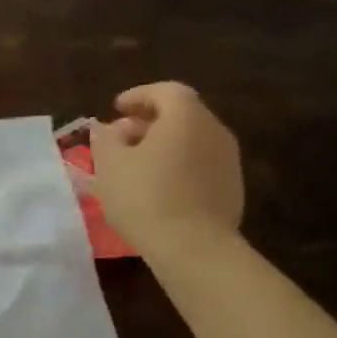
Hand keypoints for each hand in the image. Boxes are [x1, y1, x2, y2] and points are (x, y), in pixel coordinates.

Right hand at [90, 81, 244, 264]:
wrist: (193, 246)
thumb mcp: (110, 165)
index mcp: (186, 117)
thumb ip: (105, 139)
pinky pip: (199, 163)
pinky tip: (157, 187)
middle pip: (181, 114)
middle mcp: (214, 130)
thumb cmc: (144, 197)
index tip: (115, 108)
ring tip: (136, 164)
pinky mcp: (231, 186)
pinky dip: (177, 164)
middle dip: (149, 121)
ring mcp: (228, 159)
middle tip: (120, 137)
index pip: (165, 91)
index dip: (138, 95)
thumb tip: (105, 127)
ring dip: (163, 145)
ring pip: (191, 140)